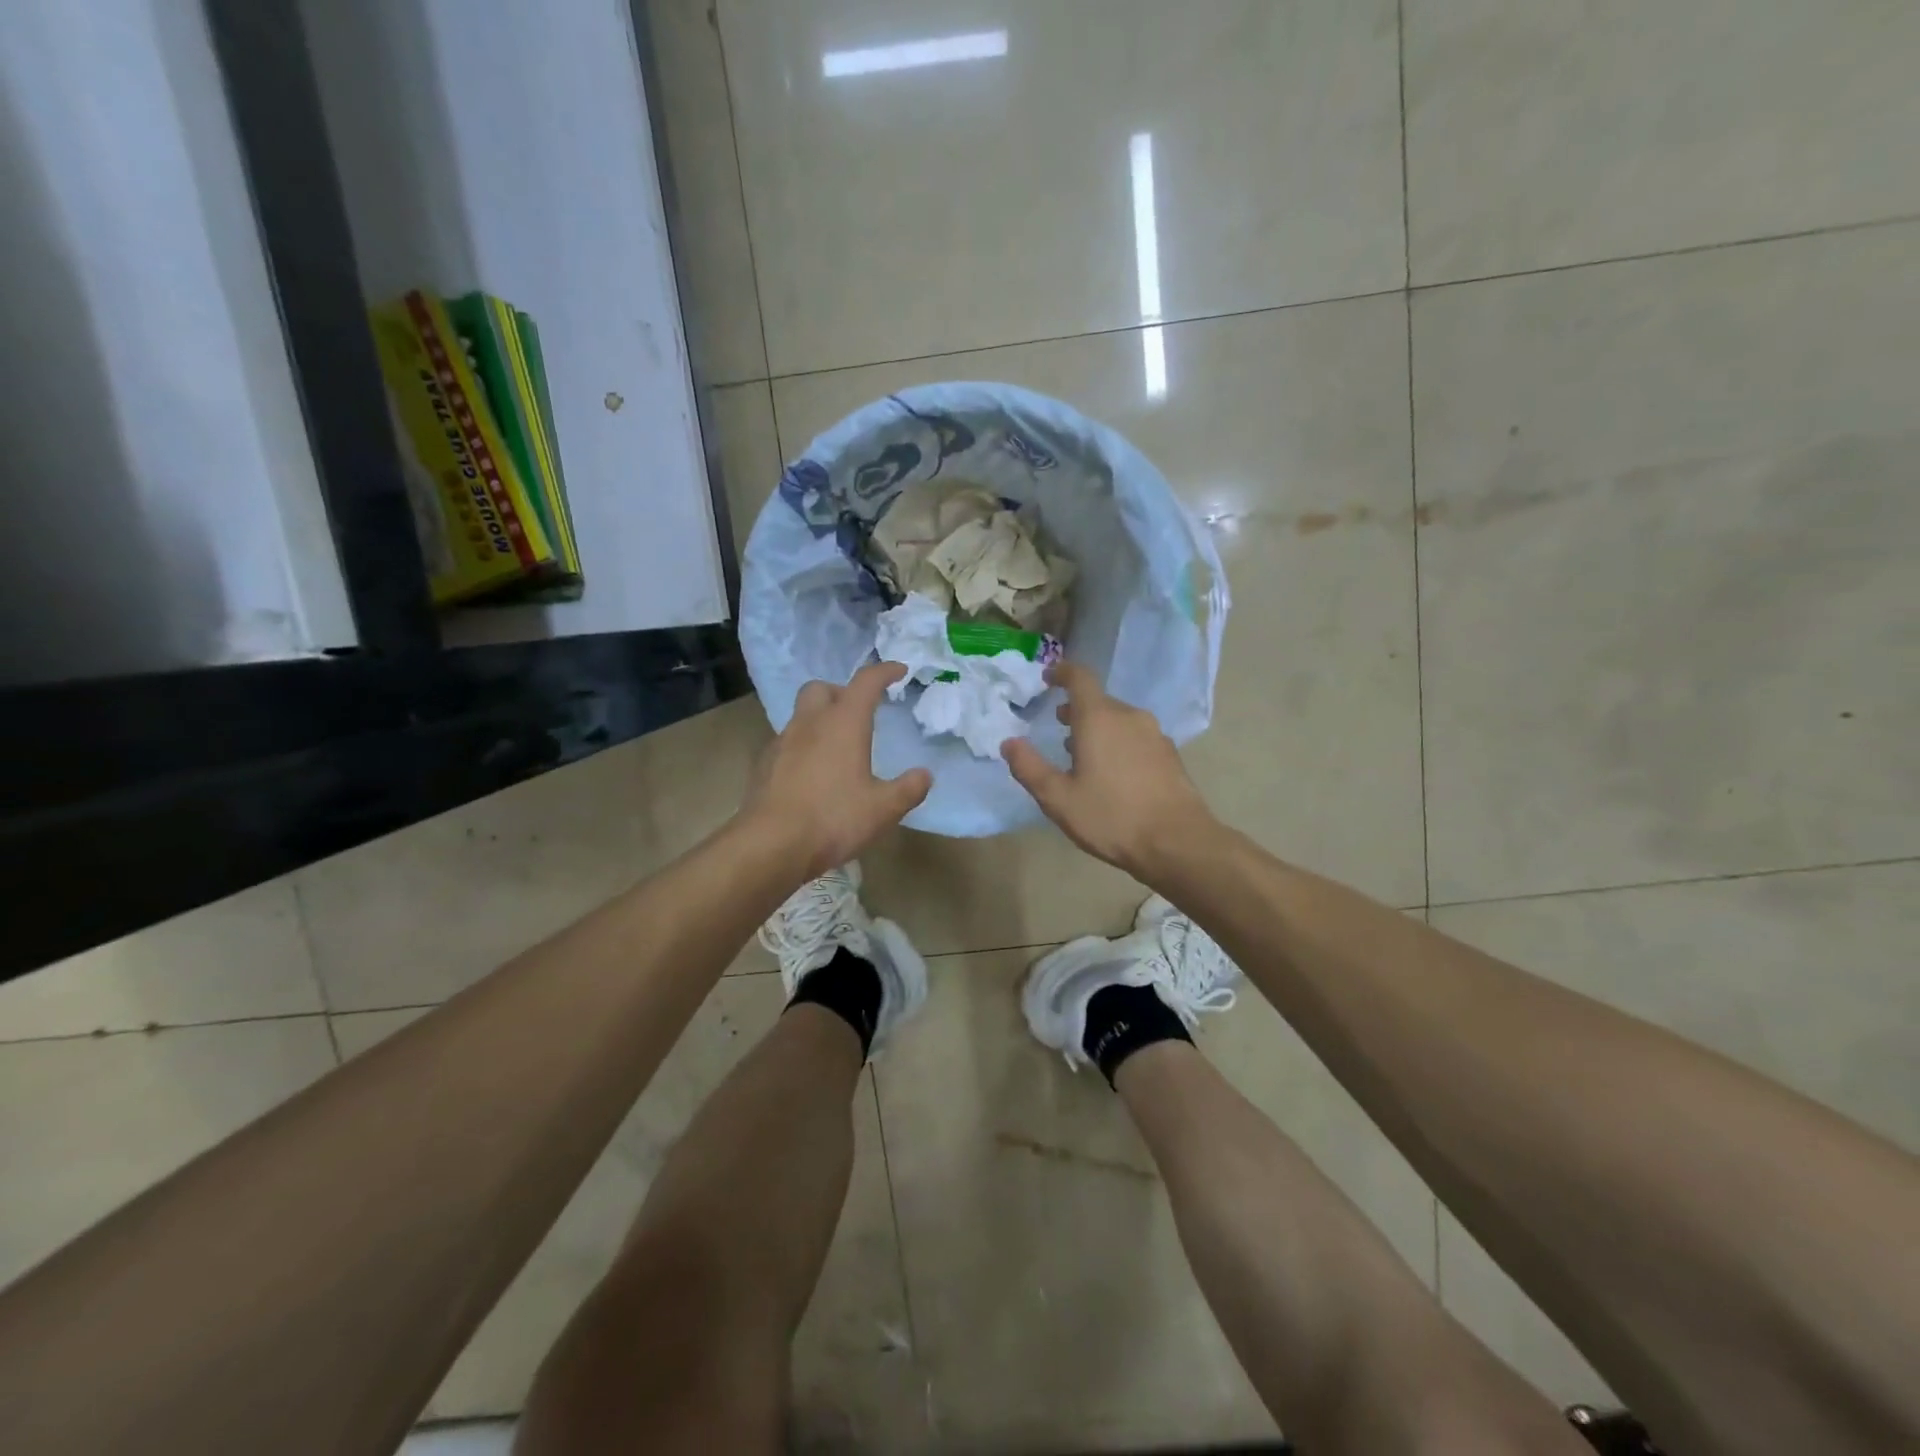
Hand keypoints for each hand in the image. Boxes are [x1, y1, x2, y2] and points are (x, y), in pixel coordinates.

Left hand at [741, 662, 931, 877]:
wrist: (770, 845)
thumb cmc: (833, 819)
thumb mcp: (883, 809)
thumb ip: (908, 789)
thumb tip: (924, 775)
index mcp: (843, 723)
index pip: (866, 682)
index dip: (884, 672)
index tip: (899, 671)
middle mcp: (810, 724)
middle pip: (822, 688)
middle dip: (842, 692)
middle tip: (859, 712)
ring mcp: (782, 743)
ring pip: (801, 716)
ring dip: (820, 721)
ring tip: (837, 748)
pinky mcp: (764, 766)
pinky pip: (787, 743)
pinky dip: (803, 747)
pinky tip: (812, 774)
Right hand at [1001, 662, 1216, 880]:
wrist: (1177, 842)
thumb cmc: (1111, 817)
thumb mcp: (1058, 798)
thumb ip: (1030, 768)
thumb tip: (1010, 742)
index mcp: (1099, 718)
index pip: (1080, 678)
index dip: (1062, 672)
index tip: (1048, 677)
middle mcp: (1129, 716)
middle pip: (1099, 701)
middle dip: (1076, 708)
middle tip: (1058, 724)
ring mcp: (1154, 734)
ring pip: (1119, 719)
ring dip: (1098, 727)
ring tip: (1082, 752)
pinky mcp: (1169, 754)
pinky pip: (1136, 736)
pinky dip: (1118, 742)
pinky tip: (1113, 772)